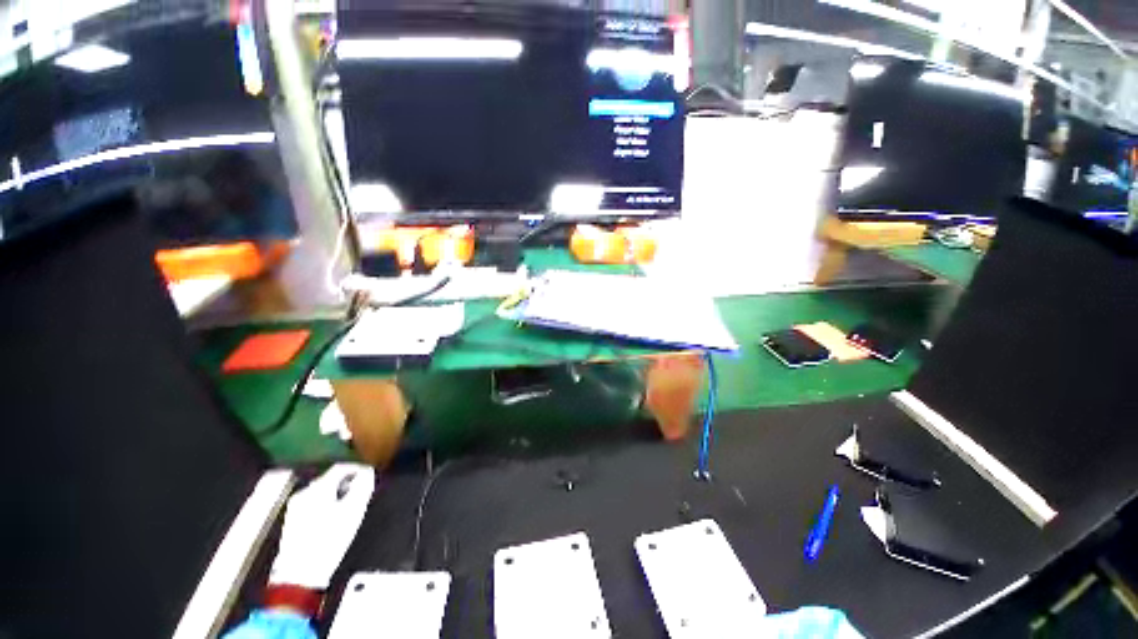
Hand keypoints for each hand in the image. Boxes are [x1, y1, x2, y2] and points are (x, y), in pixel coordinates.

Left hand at [269, 463, 374, 589]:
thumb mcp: (354, 510)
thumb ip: (363, 486)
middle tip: (361, 490)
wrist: (301, 572)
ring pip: (321, 490)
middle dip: (347, 482)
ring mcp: (295, 506)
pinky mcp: (292, 519)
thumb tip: (368, 472)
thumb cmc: (330, 539)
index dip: (358, 468)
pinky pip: (313, 501)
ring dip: (336, 492)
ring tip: (348, 504)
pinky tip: (333, 515)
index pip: (341, 467)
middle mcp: (304, 492)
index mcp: (319, 488)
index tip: (369, 473)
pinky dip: (325, 502)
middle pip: (330, 478)